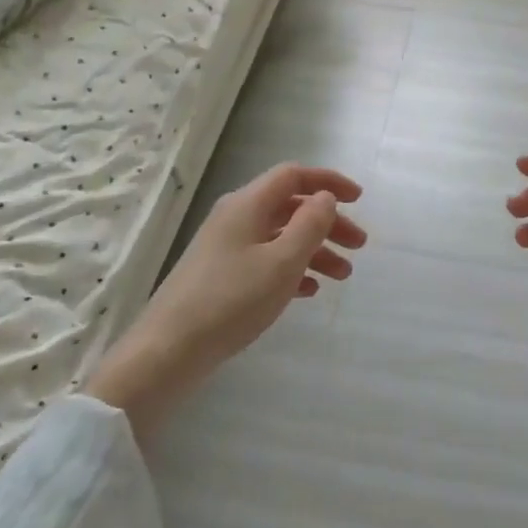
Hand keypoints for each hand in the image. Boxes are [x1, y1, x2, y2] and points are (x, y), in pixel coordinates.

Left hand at [87, 164, 365, 432]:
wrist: (167, 351)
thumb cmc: (231, 300)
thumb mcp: (282, 262)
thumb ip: (310, 225)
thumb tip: (325, 197)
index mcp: (248, 205)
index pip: (293, 176)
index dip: (328, 182)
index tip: (359, 199)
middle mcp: (236, 217)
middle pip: (290, 207)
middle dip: (328, 223)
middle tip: (359, 246)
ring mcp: (226, 247)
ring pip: (280, 236)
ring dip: (314, 250)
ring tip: (342, 276)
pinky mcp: (221, 275)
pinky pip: (265, 260)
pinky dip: (292, 269)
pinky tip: (309, 292)